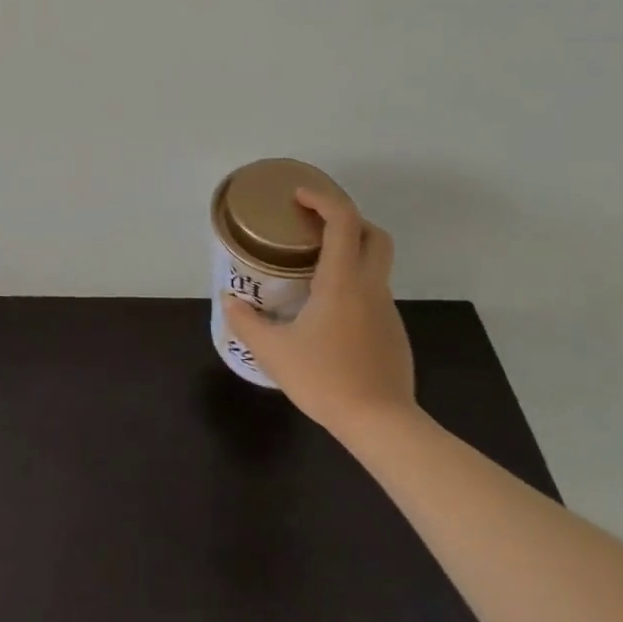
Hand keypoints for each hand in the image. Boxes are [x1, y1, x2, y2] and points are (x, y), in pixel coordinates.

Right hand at [223, 188, 415, 436]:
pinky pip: (374, 294)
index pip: (344, 221)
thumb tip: (229, 300)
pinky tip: (329, 314)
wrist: (382, 425)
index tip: (298, 196)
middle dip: (347, 220)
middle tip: (314, 227)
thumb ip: (246, 322)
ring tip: (313, 271)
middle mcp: (370, 287)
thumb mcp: (273, 352)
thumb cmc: (326, 380)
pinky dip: (353, 286)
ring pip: (376, 265)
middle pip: (374, 234)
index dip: (323, 199)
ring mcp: (387, 310)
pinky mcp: (393, 333)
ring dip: (350, 254)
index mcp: (342, 281)